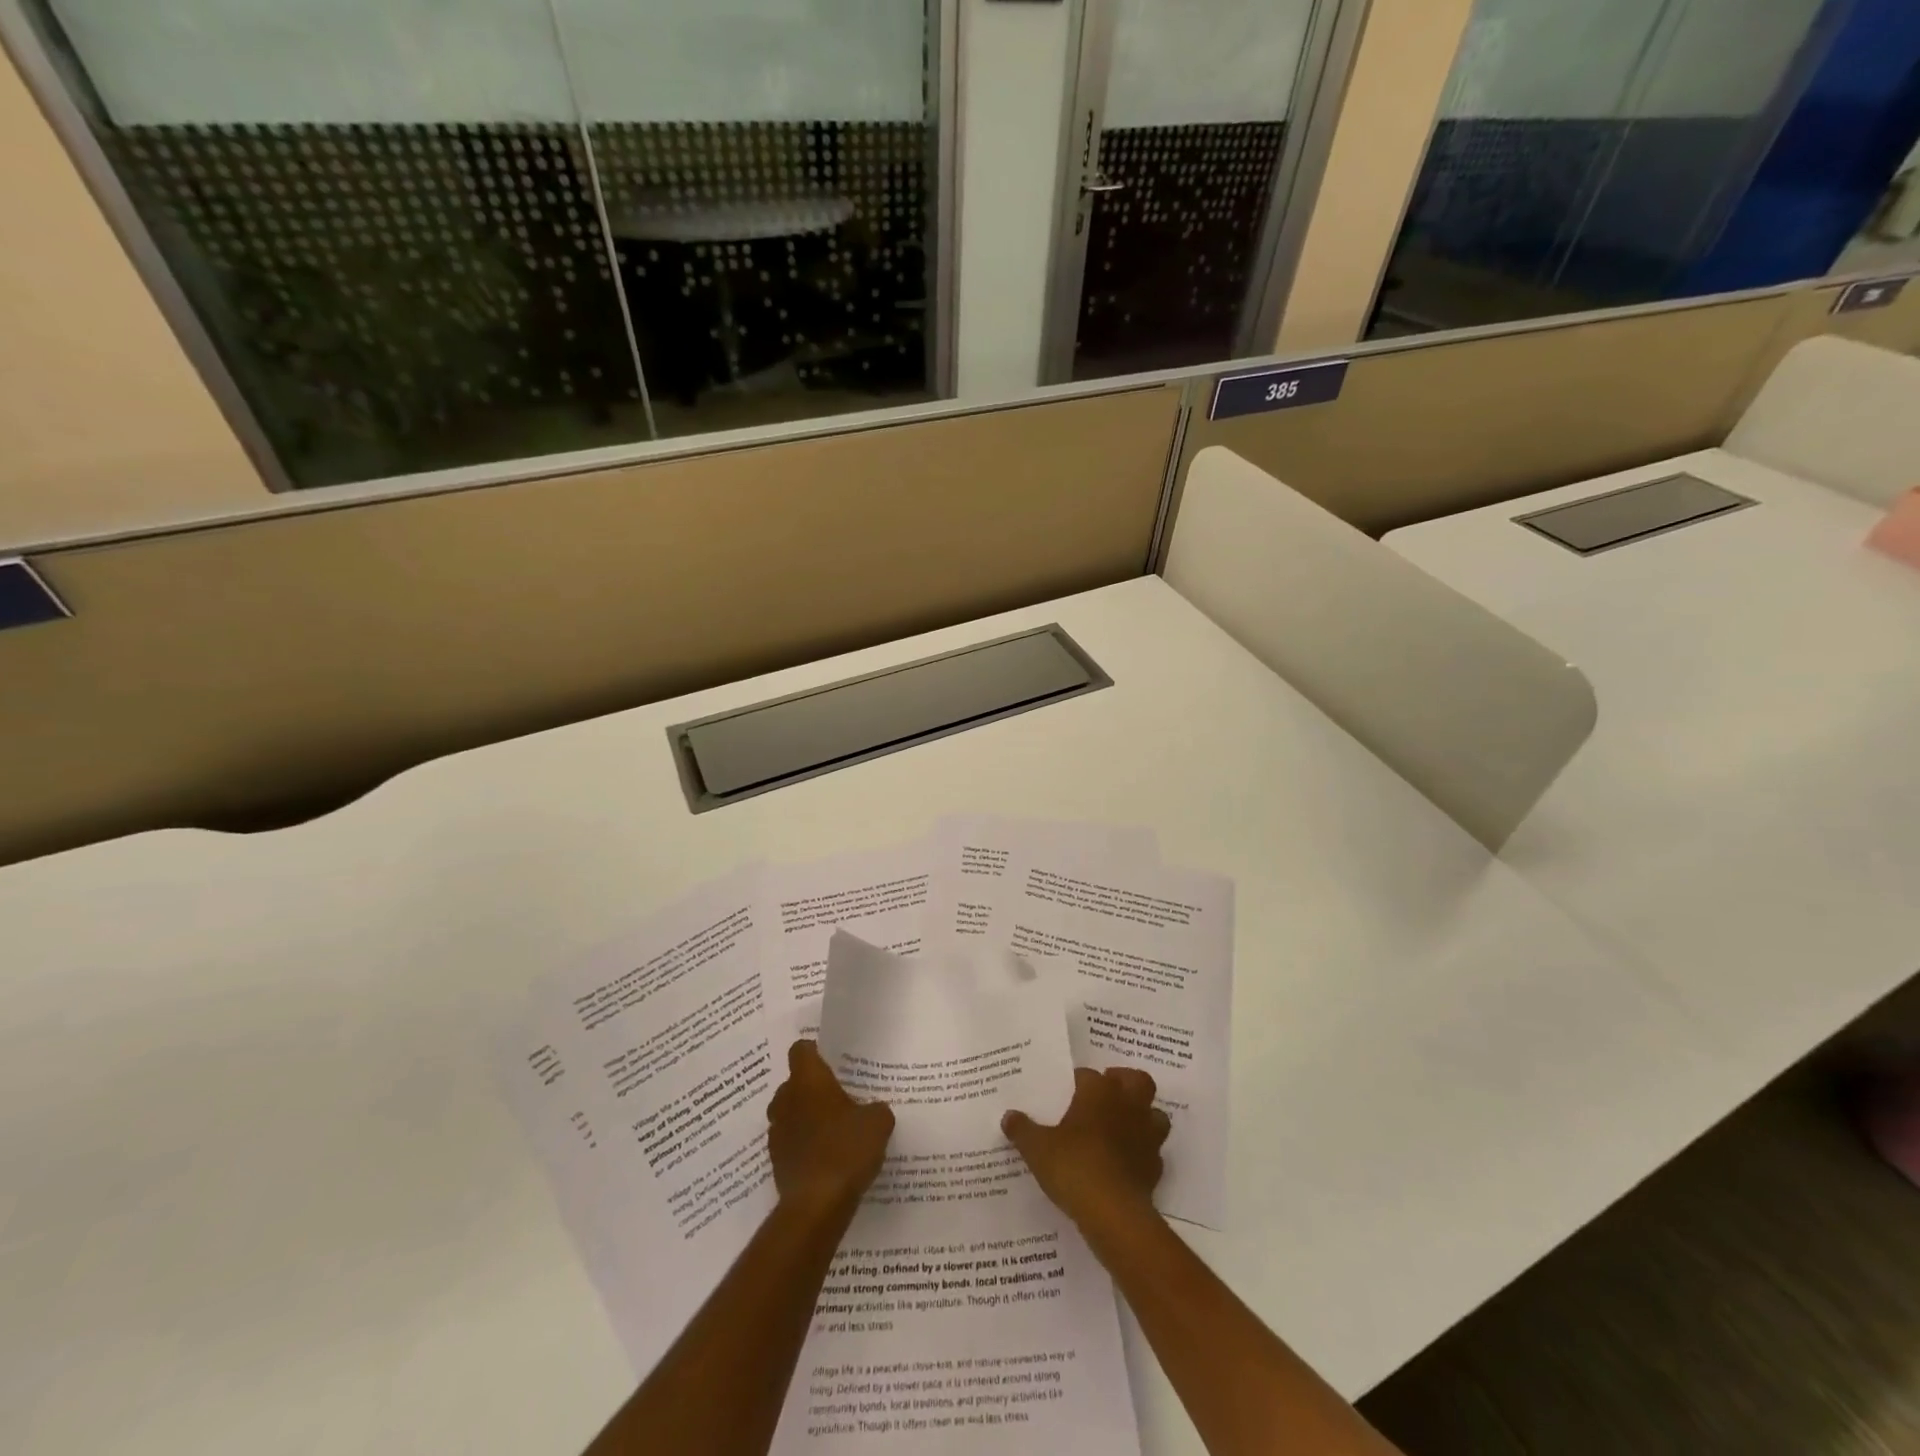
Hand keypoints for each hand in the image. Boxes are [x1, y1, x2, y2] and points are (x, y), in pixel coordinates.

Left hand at [767, 1040, 895, 1218]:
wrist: (817, 1205)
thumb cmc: (847, 1149)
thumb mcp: (878, 1122)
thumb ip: (876, 1108)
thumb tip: (872, 1111)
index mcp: (808, 1079)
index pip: (801, 1049)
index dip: (816, 1052)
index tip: (833, 1061)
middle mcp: (786, 1099)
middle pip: (795, 1082)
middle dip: (813, 1088)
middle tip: (840, 1097)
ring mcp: (777, 1131)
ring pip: (790, 1112)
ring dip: (806, 1117)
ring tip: (833, 1129)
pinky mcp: (776, 1161)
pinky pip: (790, 1141)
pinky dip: (804, 1144)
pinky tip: (826, 1157)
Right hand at [1003, 1066, 1170, 1232]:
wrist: (1112, 1213)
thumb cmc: (1073, 1166)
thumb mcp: (1037, 1148)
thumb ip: (1023, 1129)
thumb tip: (1008, 1116)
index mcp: (1099, 1091)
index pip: (1089, 1075)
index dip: (1077, 1082)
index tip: (1065, 1093)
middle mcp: (1128, 1105)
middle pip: (1137, 1080)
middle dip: (1125, 1082)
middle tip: (1106, 1094)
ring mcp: (1146, 1136)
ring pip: (1155, 1113)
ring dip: (1142, 1116)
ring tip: (1120, 1126)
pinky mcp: (1155, 1167)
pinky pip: (1153, 1151)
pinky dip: (1142, 1153)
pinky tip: (1125, 1163)